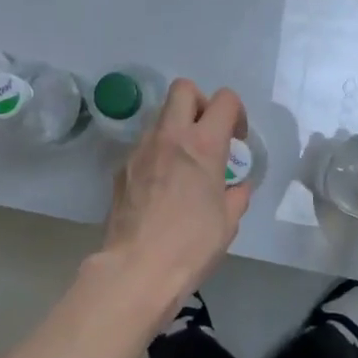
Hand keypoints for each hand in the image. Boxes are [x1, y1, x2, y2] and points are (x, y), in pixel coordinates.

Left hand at [102, 80, 250, 314]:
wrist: (136, 269)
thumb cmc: (192, 245)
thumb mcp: (228, 222)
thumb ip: (236, 195)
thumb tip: (236, 187)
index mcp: (204, 144)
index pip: (224, 99)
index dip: (236, 112)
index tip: (237, 139)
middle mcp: (170, 136)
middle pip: (184, 89)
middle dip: (200, 103)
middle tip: (207, 134)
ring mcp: (140, 149)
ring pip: (160, 117)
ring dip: (175, 129)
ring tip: (183, 165)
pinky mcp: (121, 168)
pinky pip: (143, 147)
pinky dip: (156, 155)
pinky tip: (160, 187)